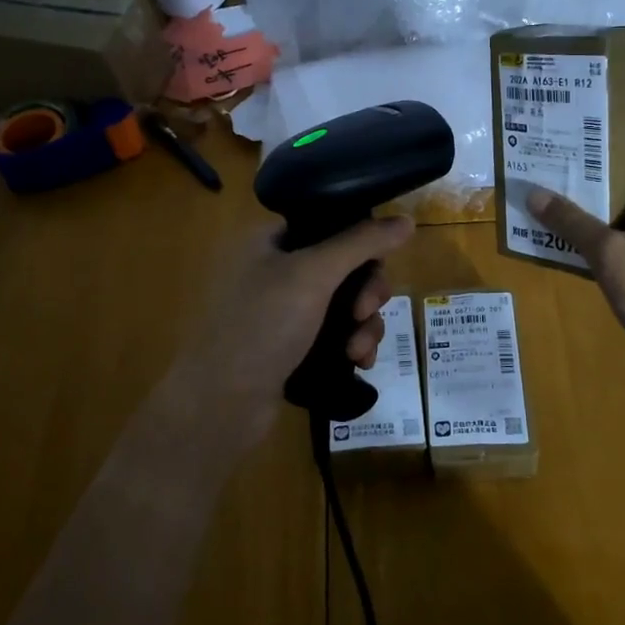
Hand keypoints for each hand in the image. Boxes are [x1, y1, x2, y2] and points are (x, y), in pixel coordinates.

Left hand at [161, 215, 414, 453]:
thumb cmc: (261, 325)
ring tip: (358, 350)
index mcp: (270, 242)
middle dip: (366, 292)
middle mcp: (275, 271)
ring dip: (363, 324)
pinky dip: (351, 345)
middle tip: (365, 311)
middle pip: (344, 267)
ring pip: (345, 305)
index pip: (329, 225)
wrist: (220, 404)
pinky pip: (335, 336)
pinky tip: (358, 363)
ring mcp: (282, 313)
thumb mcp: (313, 274)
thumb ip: (361, 243)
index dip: (361, 242)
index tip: (378, 265)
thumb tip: (405, 220)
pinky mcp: (291, 348)